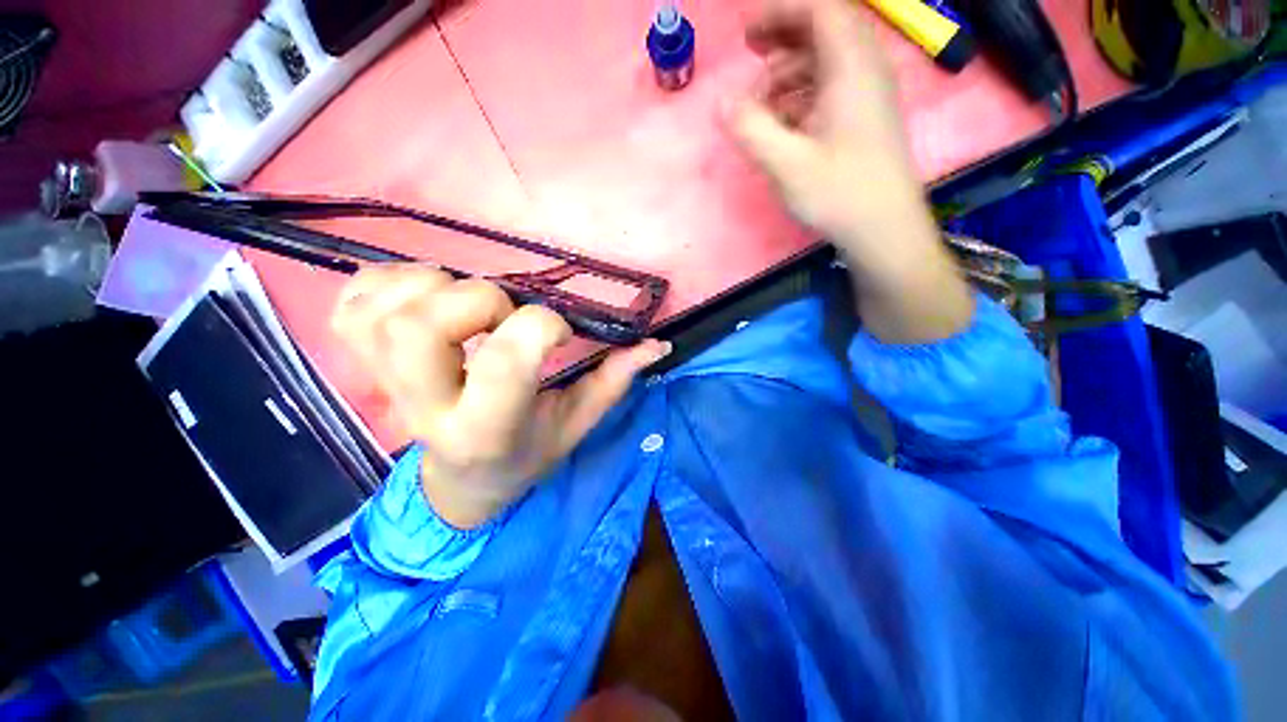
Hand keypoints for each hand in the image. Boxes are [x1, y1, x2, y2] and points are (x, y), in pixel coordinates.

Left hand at [332, 267, 669, 528]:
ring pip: (385, 309)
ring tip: (456, 303)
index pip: (503, 363)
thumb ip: (609, 384)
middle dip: (473, 300)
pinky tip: (413, 295)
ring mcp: (382, 381)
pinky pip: (354, 300)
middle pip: (421, 328)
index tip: (558, 330)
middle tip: (495, 314)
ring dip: (429, 285)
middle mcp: (421, 407)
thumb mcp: (569, 431)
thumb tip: (656, 343)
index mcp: (480, 431)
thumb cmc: (519, 455)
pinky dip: (383, 281)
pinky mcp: (360, 358)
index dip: (540, 327)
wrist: (456, 479)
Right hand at [725, 0, 973, 341]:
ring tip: (767, 97)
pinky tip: (787, 117)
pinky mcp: (870, 111)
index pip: (823, 9)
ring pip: (829, 50)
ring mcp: (872, 91)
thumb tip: (722, 100)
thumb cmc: (847, 200)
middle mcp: (867, 71)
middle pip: (826, 23)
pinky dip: (806, 83)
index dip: (782, 11)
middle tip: (754, 51)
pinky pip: (835, 76)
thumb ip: (747, 123)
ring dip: (791, 61)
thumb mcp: (786, 164)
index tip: (750, 36)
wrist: (895, 241)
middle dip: (784, 30)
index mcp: (853, 71)